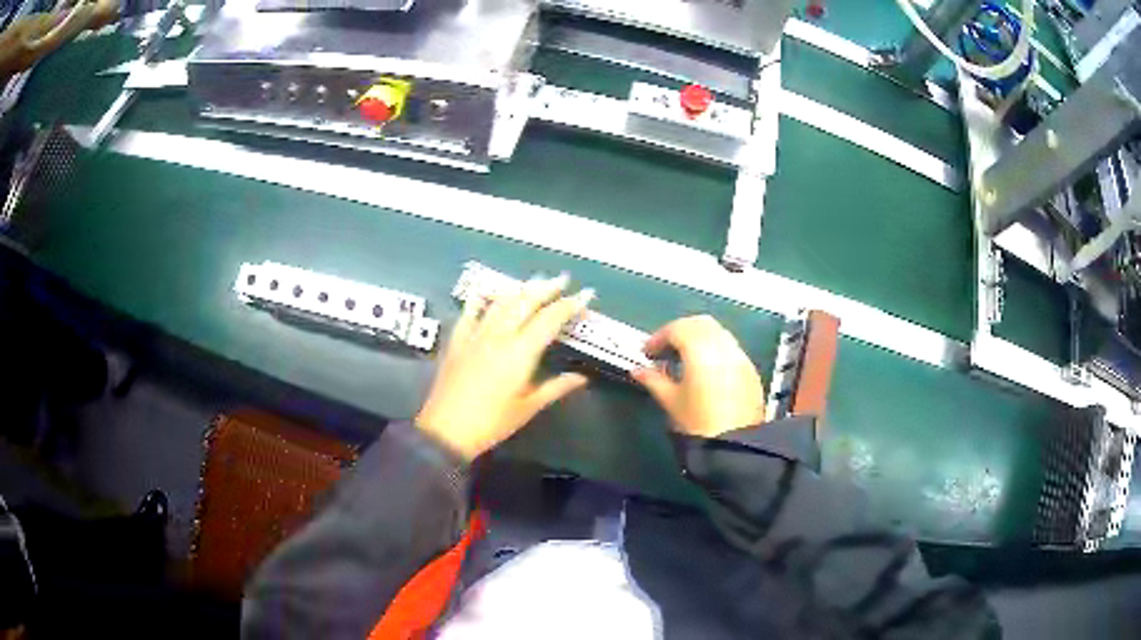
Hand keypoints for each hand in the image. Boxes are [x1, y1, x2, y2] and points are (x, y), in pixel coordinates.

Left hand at [416, 275, 593, 460]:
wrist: (447, 429)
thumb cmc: (493, 422)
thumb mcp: (528, 407)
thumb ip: (556, 388)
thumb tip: (581, 377)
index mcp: (520, 352)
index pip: (549, 320)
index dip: (569, 305)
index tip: (585, 294)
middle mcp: (499, 336)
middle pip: (525, 302)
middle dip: (546, 288)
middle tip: (562, 280)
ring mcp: (475, 335)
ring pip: (500, 303)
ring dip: (519, 290)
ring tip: (533, 283)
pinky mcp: (457, 341)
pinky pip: (469, 314)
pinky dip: (479, 301)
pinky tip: (483, 293)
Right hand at [632, 315, 764, 437]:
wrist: (735, 445)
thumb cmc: (698, 424)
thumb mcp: (671, 402)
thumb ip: (653, 380)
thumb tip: (638, 371)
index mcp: (700, 349)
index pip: (677, 329)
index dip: (658, 337)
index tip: (647, 353)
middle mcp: (723, 345)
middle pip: (699, 323)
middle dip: (679, 331)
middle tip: (665, 350)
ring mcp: (739, 356)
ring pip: (717, 333)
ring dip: (698, 338)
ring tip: (683, 360)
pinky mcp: (750, 369)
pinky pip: (729, 348)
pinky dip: (714, 349)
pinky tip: (704, 370)